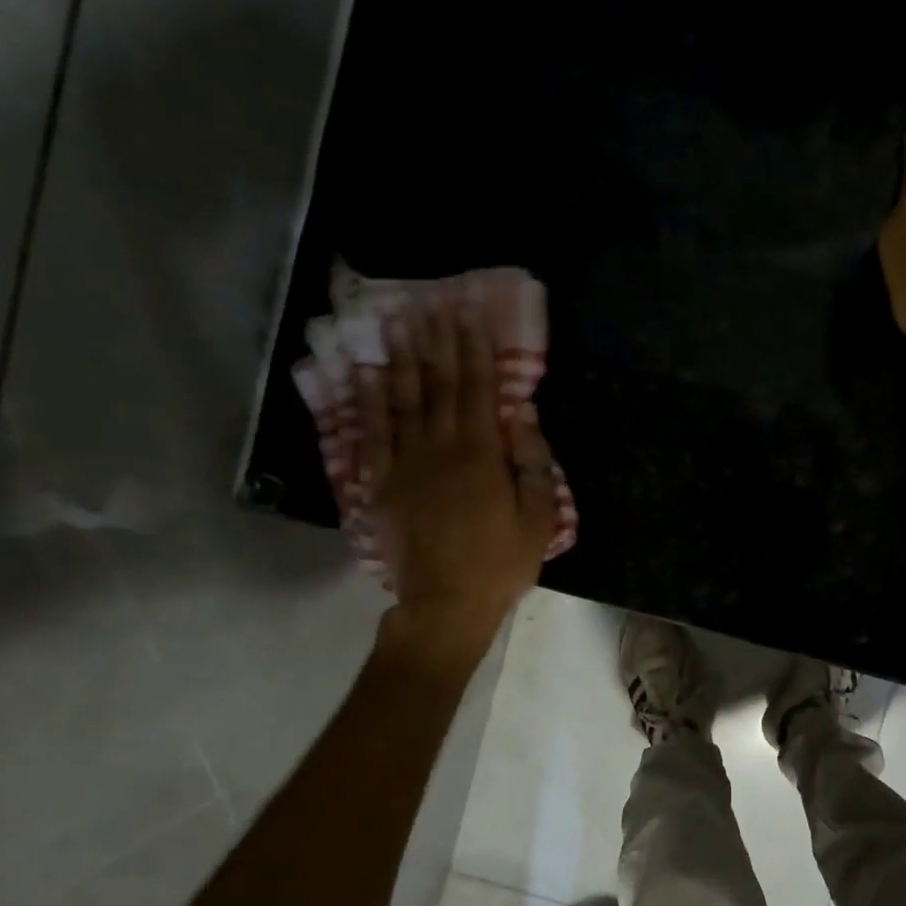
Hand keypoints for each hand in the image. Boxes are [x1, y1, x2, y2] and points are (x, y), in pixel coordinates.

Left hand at [357, 306, 558, 643]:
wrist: (446, 603)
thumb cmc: (501, 563)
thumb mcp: (538, 518)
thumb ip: (532, 462)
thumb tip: (521, 412)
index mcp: (481, 454)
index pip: (478, 389)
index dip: (475, 350)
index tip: (471, 314)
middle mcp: (440, 447)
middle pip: (438, 385)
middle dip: (438, 341)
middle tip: (433, 303)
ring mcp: (405, 463)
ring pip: (402, 400)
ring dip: (402, 358)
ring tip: (399, 322)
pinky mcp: (381, 483)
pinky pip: (372, 433)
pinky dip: (369, 400)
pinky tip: (368, 373)